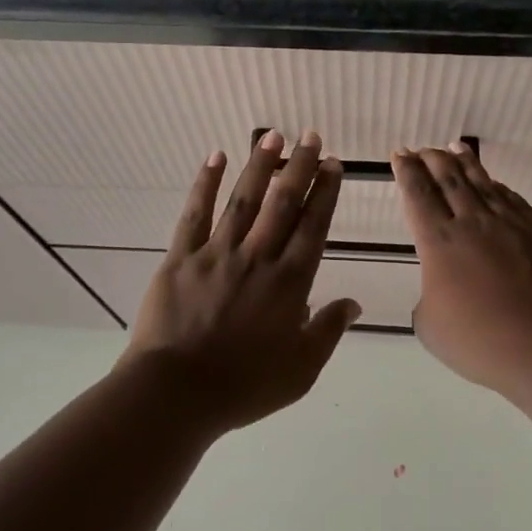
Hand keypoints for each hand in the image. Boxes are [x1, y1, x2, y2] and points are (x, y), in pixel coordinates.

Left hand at [124, 129, 360, 431]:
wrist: (177, 394)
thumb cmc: (244, 387)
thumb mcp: (302, 369)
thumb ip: (328, 330)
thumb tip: (354, 303)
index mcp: (290, 282)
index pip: (313, 226)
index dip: (325, 193)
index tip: (333, 165)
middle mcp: (258, 257)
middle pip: (283, 203)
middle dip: (300, 167)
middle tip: (312, 136)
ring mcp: (217, 254)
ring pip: (244, 200)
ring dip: (260, 166)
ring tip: (273, 136)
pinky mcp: (182, 258)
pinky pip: (195, 214)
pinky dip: (205, 183)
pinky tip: (215, 157)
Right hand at [393, 143, 531, 398]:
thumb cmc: (482, 342)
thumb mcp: (432, 327)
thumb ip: (429, 300)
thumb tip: (441, 289)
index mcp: (439, 242)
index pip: (417, 196)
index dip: (406, 172)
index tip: (400, 155)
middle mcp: (472, 223)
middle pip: (448, 179)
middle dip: (431, 160)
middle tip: (422, 149)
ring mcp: (509, 224)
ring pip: (481, 183)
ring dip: (465, 163)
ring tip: (454, 148)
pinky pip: (512, 200)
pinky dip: (497, 187)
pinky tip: (494, 184)